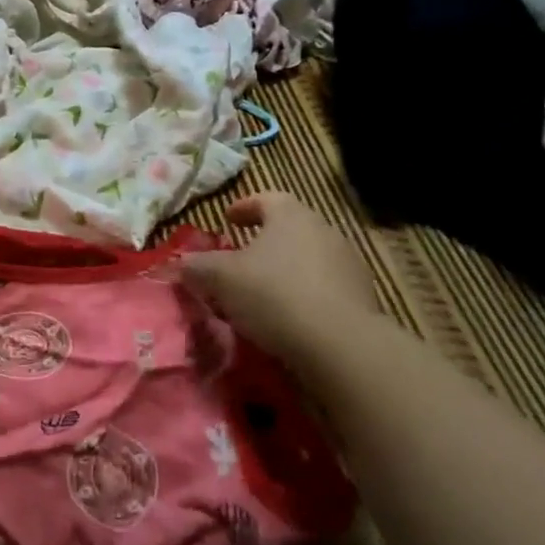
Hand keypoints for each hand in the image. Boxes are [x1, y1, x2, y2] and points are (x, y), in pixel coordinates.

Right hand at [184, 193, 384, 364]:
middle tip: (241, 257)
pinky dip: (305, 295)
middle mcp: (324, 231)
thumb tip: (181, 263)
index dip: (244, 207)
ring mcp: (348, 265)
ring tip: (263, 292)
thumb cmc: (274, 295)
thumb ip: (197, 266)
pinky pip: (325, 288)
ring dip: (286, 269)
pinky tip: (289, 317)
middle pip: (290, 228)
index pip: (266, 198)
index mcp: (291, 216)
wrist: (341, 346)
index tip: (228, 219)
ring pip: (309, 259)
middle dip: (265, 241)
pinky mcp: (363, 299)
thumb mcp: (220, 278)